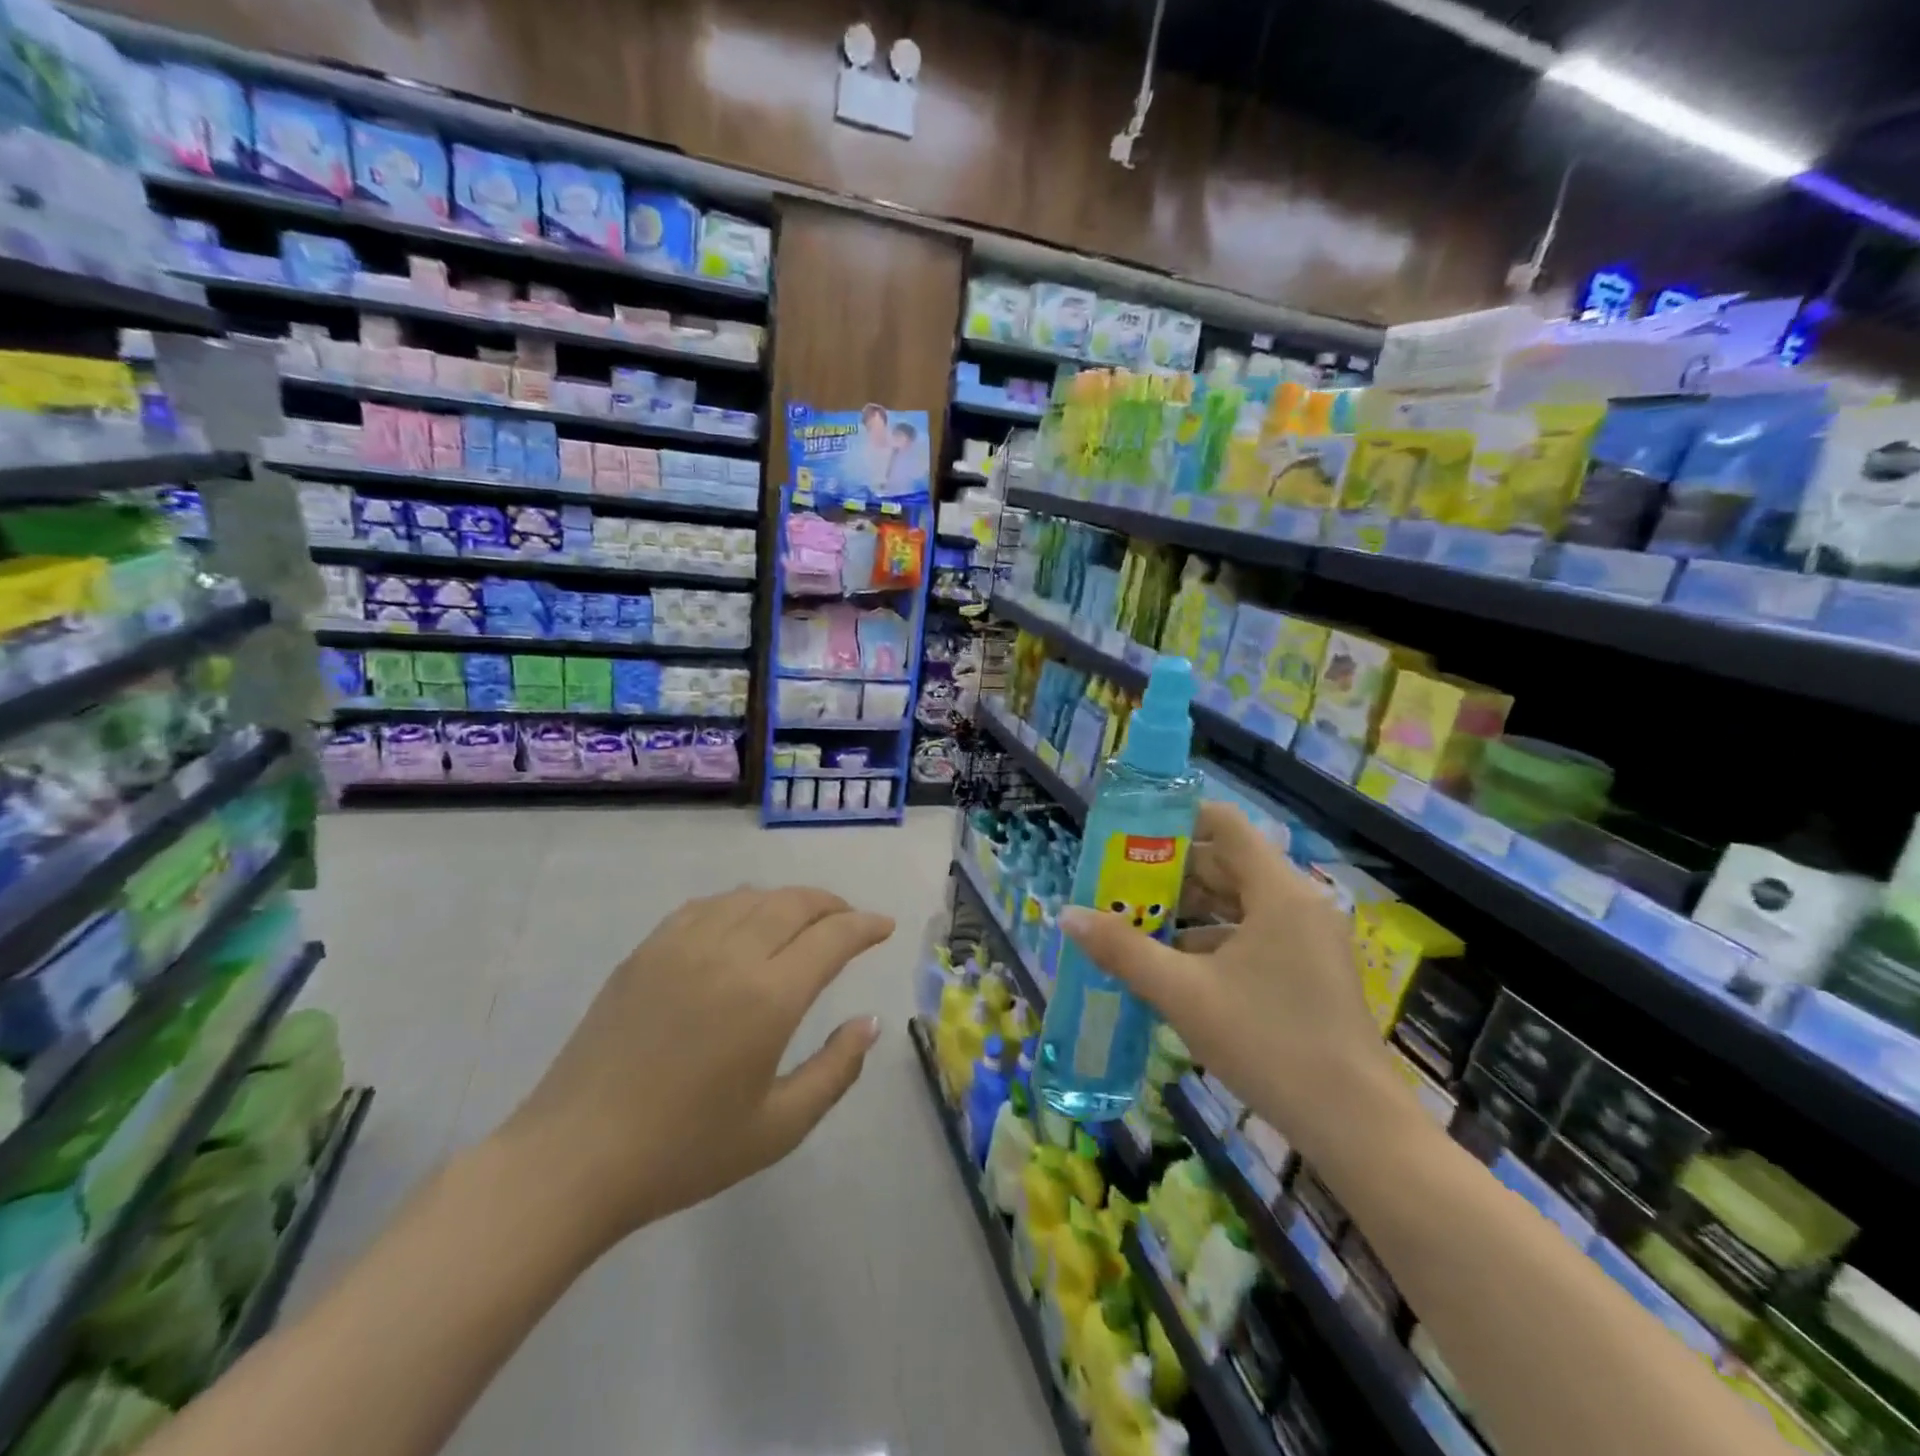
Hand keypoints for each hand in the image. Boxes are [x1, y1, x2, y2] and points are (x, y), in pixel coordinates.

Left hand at [497, 887, 893, 1248]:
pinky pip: (707, 906)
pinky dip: (740, 904)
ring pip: (752, 897)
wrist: (574, 1158)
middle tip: (851, 920)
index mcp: (769, 996)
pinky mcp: (648, 950)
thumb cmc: (684, 1151)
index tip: (885, 926)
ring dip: (789, 900)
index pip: (833, 937)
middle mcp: (731, 954)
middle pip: (795, 903)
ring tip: (804, 919)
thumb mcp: (778, 1128)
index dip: (866, 926)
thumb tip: (869, 1022)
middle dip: (833, 905)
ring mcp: (683, 945)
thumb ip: (836, 1070)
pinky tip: (743, 921)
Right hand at [1059, 803, 1390, 1160]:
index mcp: (1277, 891)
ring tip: (1136, 921)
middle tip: (1119, 883)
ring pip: (1240, 902)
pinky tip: (1175, 966)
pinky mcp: (1311, 970)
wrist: (1355, 1126)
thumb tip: (1067, 915)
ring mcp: (1309, 938)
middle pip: (1227, 863)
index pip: (1224, 824)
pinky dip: (1214, 939)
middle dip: (1171, 872)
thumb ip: (1123, 949)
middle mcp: (1298, 903)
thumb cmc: (1268, 1043)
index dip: (1176, 820)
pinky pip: (1254, 934)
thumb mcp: (1183, 993)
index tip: (1132, 836)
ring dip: (1189, 909)